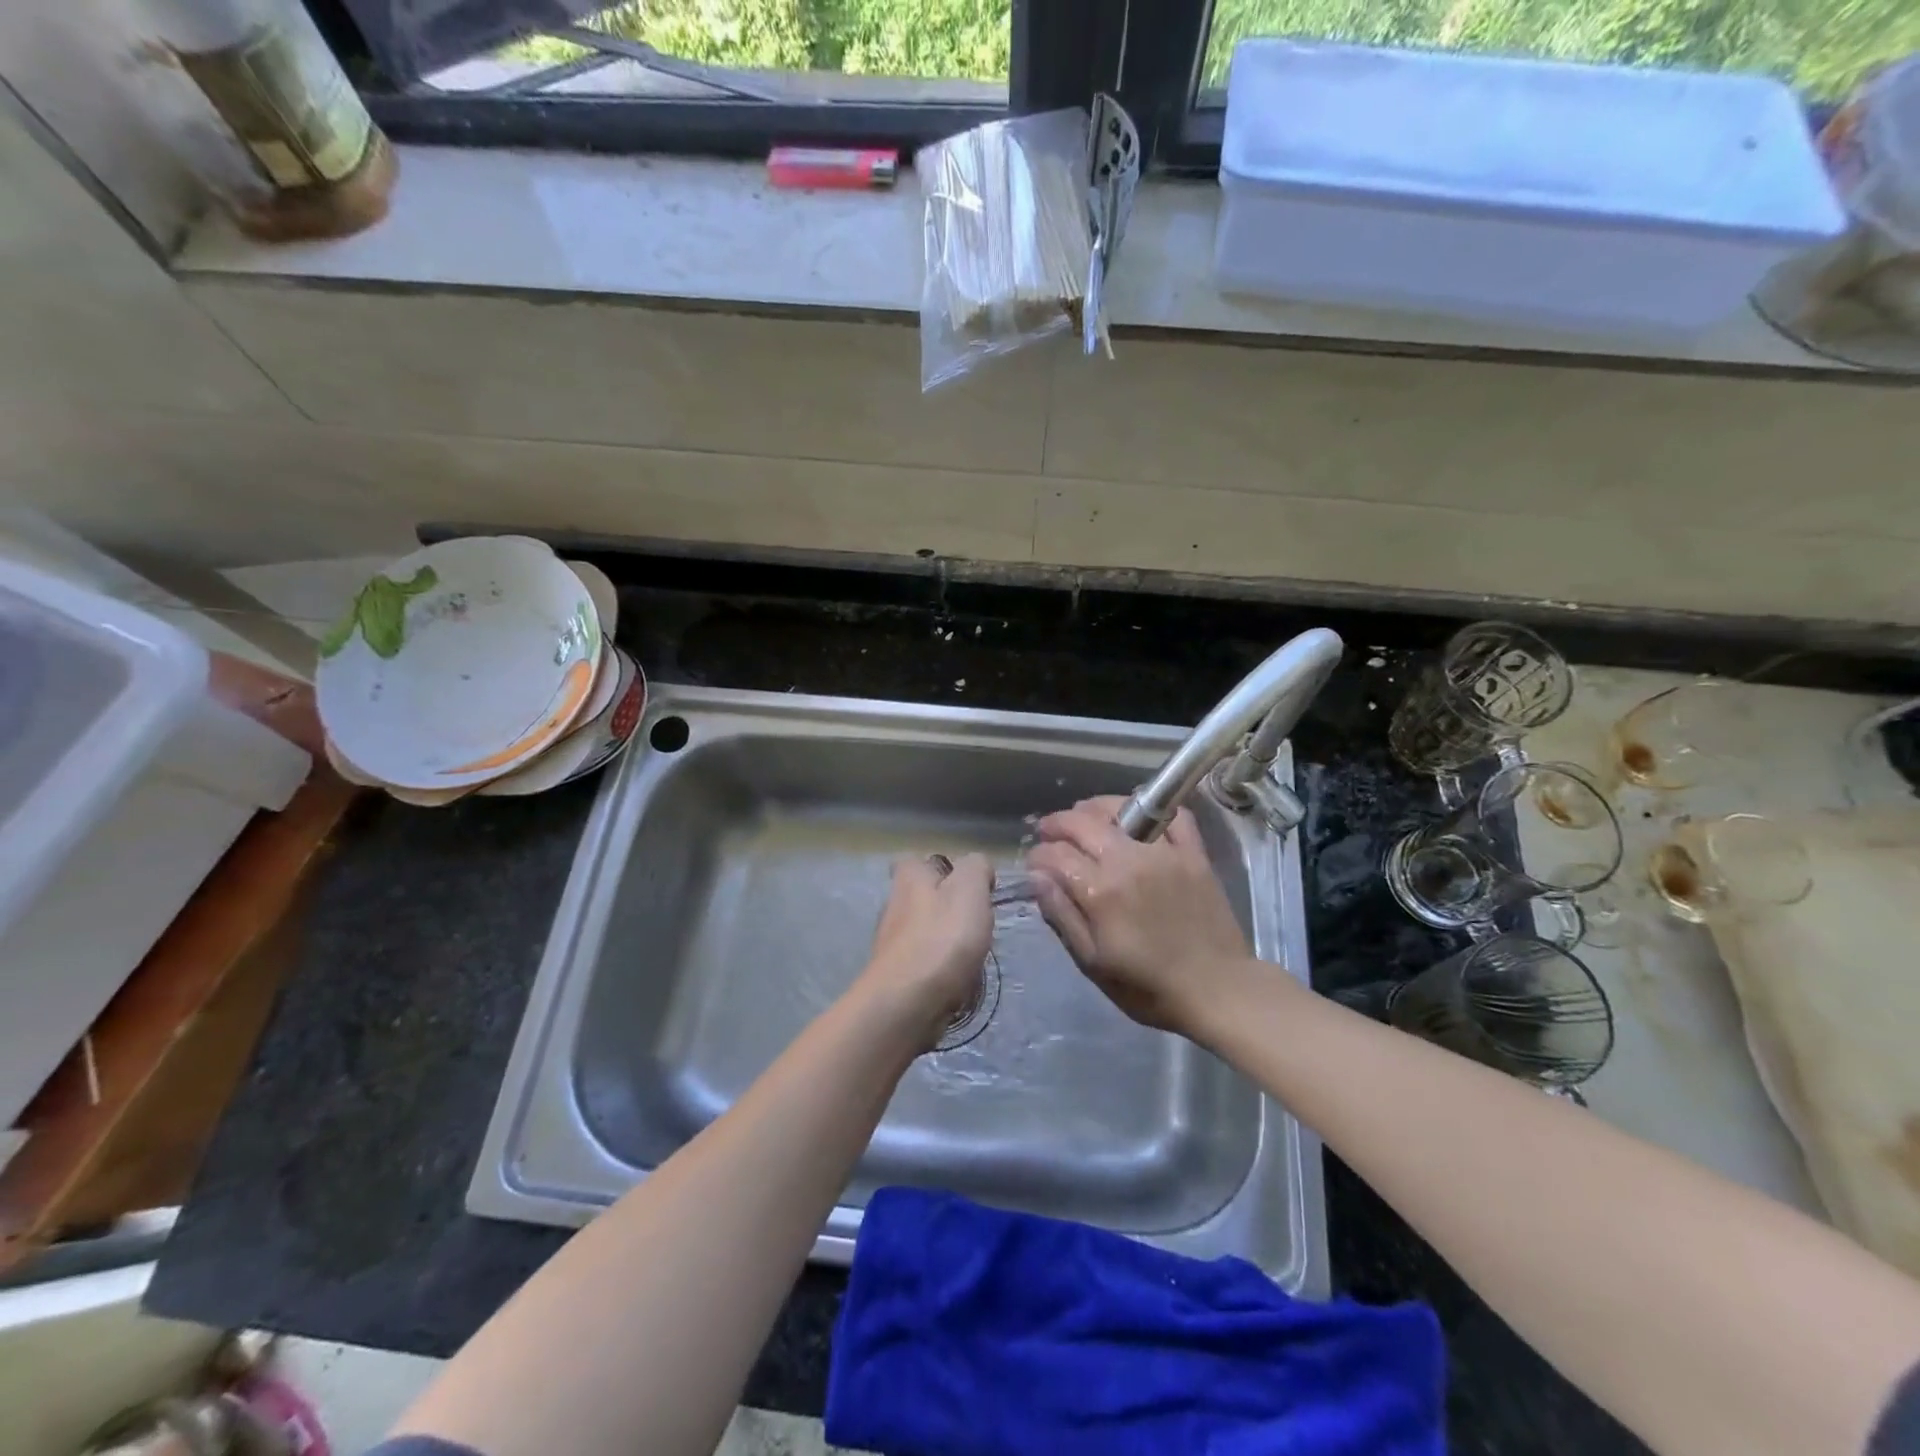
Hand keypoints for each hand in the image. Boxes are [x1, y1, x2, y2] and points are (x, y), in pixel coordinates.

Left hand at [856, 853, 993, 1050]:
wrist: (907, 1004)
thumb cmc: (942, 939)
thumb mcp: (970, 889)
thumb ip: (976, 868)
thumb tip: (977, 868)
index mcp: (909, 878)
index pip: (916, 861)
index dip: (941, 868)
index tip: (967, 886)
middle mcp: (893, 906)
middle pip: (921, 898)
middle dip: (946, 907)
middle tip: (976, 922)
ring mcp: (891, 944)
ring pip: (923, 932)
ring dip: (945, 941)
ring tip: (972, 955)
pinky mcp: (896, 976)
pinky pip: (923, 964)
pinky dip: (939, 969)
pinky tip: (957, 980)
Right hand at [1026, 797, 1250, 1035]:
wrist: (1216, 990)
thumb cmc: (1147, 986)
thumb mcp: (1093, 962)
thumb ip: (1062, 915)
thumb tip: (1037, 877)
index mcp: (1100, 891)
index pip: (1055, 855)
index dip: (1038, 856)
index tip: (1034, 865)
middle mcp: (1128, 860)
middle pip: (1082, 823)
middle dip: (1057, 824)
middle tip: (1048, 833)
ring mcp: (1164, 852)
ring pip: (1122, 808)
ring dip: (1095, 808)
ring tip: (1084, 817)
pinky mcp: (1194, 854)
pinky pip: (1173, 816)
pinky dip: (1152, 809)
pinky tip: (1137, 816)